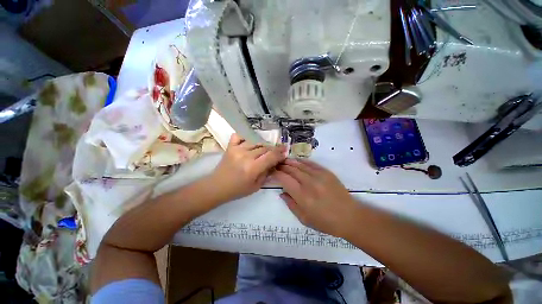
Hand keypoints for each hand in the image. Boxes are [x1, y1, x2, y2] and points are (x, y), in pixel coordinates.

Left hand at [208, 134, 286, 202]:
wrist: (217, 187)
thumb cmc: (238, 190)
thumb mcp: (256, 186)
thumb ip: (267, 173)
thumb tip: (275, 162)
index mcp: (252, 168)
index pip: (271, 156)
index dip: (280, 153)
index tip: (285, 152)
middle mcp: (246, 156)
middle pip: (264, 148)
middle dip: (273, 149)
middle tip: (277, 152)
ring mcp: (237, 149)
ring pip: (255, 142)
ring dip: (263, 145)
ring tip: (265, 149)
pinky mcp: (230, 147)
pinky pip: (239, 136)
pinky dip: (246, 137)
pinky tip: (250, 142)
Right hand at [272, 159, 358, 237]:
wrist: (350, 217)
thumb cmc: (326, 222)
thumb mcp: (304, 219)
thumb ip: (291, 204)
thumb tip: (282, 192)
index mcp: (302, 196)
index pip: (285, 179)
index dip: (276, 174)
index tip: (272, 172)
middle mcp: (309, 183)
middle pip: (291, 170)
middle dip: (282, 166)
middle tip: (276, 165)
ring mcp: (319, 176)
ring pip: (300, 165)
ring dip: (290, 162)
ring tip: (283, 160)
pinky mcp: (326, 172)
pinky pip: (311, 164)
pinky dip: (302, 161)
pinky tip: (297, 161)